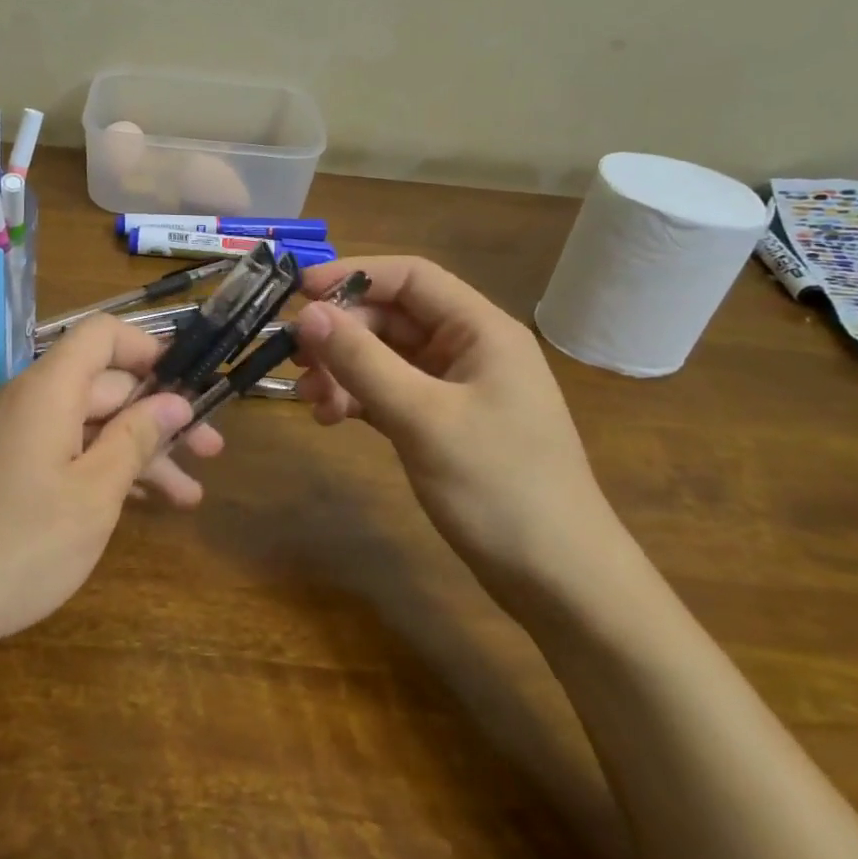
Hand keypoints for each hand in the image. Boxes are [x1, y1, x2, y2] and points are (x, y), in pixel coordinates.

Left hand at [0, 315, 220, 647]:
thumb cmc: (23, 544)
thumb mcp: (95, 494)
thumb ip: (137, 438)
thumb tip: (174, 402)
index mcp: (47, 388)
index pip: (101, 335)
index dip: (148, 349)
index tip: (188, 385)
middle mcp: (26, 399)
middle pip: (102, 386)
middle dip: (158, 417)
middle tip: (211, 452)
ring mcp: (11, 435)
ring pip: (86, 425)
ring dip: (136, 452)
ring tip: (188, 495)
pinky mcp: (3, 467)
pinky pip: (62, 449)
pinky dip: (99, 468)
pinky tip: (138, 503)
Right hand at [294, 256, 622, 597]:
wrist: (560, 583)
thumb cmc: (499, 488)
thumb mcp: (423, 418)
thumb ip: (362, 361)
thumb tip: (306, 314)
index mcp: (481, 330)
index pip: (410, 277)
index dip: (353, 275)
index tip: (298, 294)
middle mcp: (469, 349)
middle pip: (392, 317)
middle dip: (342, 335)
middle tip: (297, 362)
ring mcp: (457, 388)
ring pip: (386, 357)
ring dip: (344, 370)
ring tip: (312, 401)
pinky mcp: (444, 423)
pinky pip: (390, 392)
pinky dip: (359, 398)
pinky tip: (332, 417)